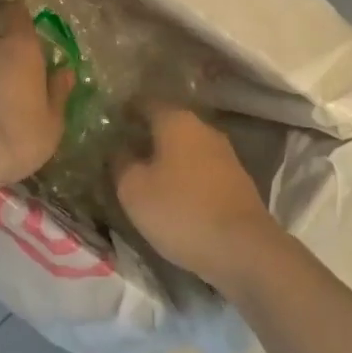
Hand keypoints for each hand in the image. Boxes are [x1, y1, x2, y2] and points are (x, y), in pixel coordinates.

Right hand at [115, 108, 281, 288]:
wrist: (244, 250)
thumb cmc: (180, 210)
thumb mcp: (134, 189)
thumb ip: (120, 162)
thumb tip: (118, 148)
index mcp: (176, 121)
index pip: (144, 102)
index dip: (124, 111)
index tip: (108, 125)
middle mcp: (204, 129)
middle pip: (168, 124)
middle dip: (145, 136)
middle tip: (121, 153)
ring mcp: (225, 155)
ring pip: (186, 148)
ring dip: (166, 159)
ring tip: (144, 178)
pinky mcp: (237, 182)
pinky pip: (201, 170)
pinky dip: (185, 177)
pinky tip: (173, 197)